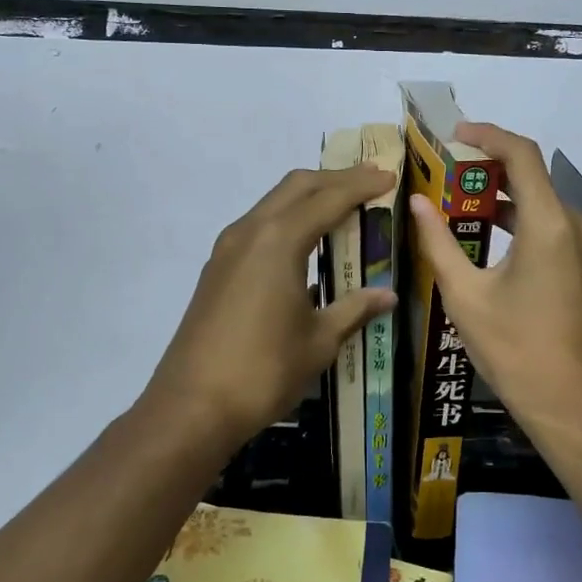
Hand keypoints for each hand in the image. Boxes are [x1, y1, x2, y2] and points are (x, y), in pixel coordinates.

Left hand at [142, 165, 396, 450]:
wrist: (192, 406)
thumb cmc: (264, 371)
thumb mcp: (319, 341)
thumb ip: (355, 309)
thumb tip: (388, 294)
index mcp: (279, 241)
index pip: (329, 198)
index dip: (362, 185)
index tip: (389, 175)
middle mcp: (251, 231)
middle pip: (297, 186)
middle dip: (335, 179)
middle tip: (370, 181)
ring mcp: (228, 248)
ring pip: (274, 203)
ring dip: (309, 197)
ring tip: (344, 206)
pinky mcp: (217, 268)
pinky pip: (259, 226)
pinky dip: (288, 220)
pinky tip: (307, 242)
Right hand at [408, 123, 581, 448]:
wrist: (575, 407)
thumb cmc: (516, 351)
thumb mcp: (466, 296)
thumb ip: (439, 243)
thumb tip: (417, 202)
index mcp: (550, 224)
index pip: (521, 155)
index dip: (488, 136)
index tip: (455, 135)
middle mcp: (577, 224)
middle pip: (532, 175)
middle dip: (488, 169)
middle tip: (444, 173)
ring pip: (541, 202)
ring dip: (502, 197)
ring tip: (455, 202)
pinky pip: (551, 226)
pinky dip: (519, 220)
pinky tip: (485, 235)